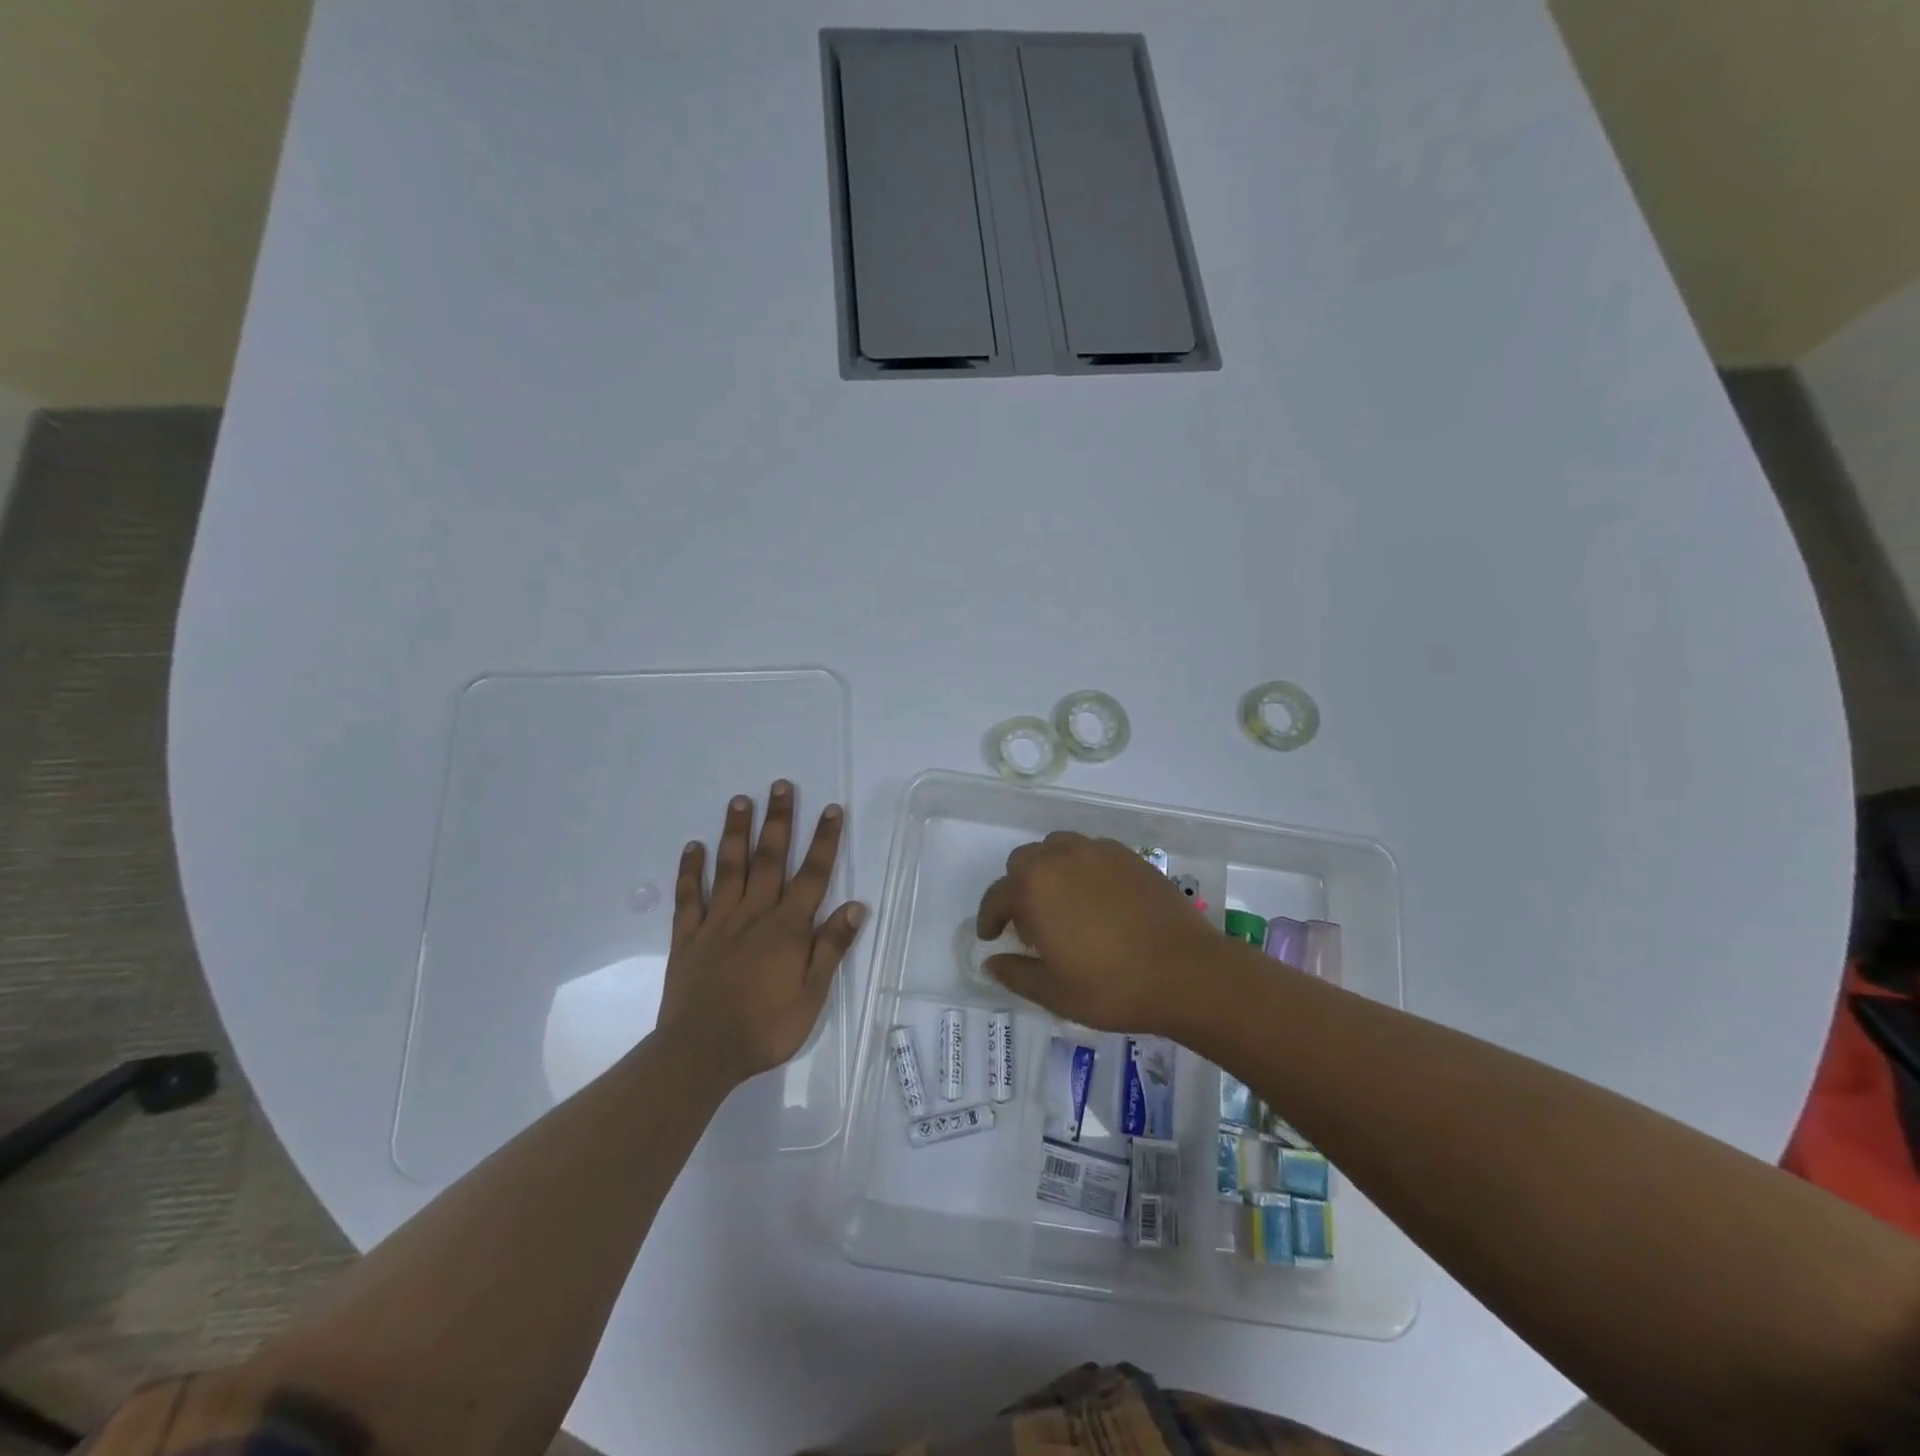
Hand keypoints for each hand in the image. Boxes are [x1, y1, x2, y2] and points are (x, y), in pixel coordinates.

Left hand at [658, 782, 864, 1086]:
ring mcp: (717, 922)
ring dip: (736, 832)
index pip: (812, 875)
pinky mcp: (688, 937)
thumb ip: (831, 948)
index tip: (831, 809)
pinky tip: (693, 847)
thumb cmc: (765, 1028)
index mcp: (788, 928)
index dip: (824, 841)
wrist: (701, 1052)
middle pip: (769, 859)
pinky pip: (689, 897)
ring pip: (729, 868)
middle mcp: (754, 914)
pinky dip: (690, 871)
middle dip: (778, 820)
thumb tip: (856, 906)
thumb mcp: (812, 996)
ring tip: (739, 800)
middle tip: (780, 785)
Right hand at [975, 832, 1219, 1033]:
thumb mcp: (1053, 992)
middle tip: (1030, 924)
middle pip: (1023, 861)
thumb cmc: (1111, 986)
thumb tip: (991, 962)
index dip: (989, 918)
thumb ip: (1015, 973)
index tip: (991, 937)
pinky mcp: (1129, 857)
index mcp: (1034, 888)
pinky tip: (1097, 899)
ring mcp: (1098, 852)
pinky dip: (1082, 868)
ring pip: (1057, 848)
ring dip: (1048, 870)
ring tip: (1062, 904)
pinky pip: (1091, 852)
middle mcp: (1060, 858)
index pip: (997, 896)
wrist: (1186, 972)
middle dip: (1017, 889)